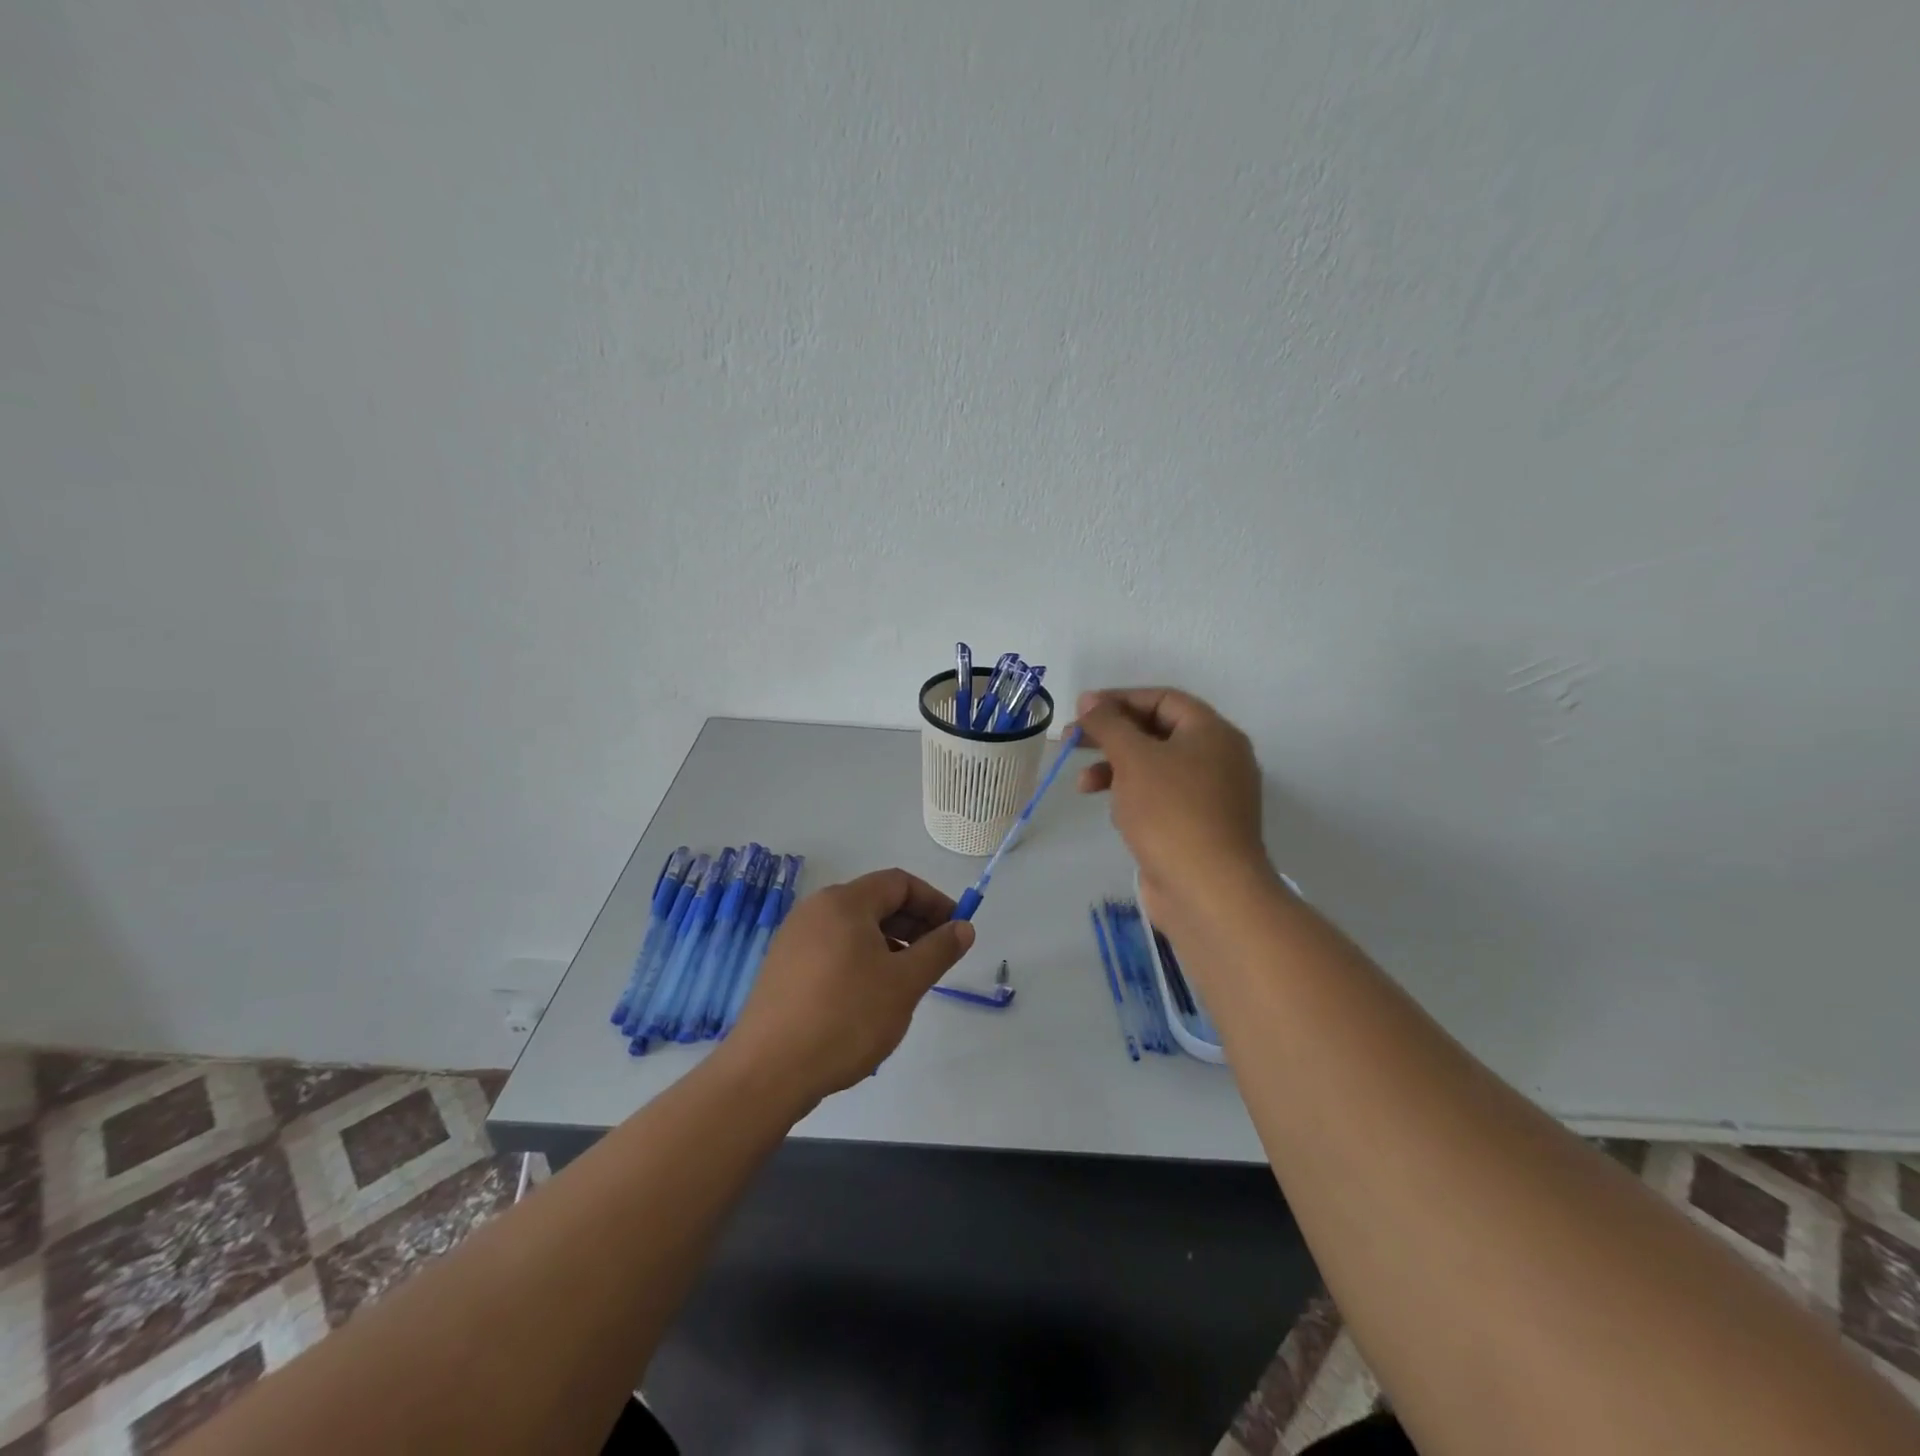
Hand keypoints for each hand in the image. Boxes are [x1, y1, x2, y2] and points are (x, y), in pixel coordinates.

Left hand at [726, 869, 975, 1106]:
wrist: (768, 1071)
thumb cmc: (846, 1018)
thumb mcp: (904, 983)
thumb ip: (939, 950)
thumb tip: (964, 927)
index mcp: (844, 902)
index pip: (899, 882)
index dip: (934, 902)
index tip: (956, 931)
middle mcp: (815, 910)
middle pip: (875, 901)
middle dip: (913, 924)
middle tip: (937, 958)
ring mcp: (794, 938)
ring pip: (854, 928)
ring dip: (889, 944)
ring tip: (906, 981)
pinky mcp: (783, 967)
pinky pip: (833, 949)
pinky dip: (861, 959)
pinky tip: (869, 997)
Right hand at [1074, 687, 1274, 937]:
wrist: (1208, 891)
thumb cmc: (1171, 812)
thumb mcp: (1134, 758)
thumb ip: (1109, 724)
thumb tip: (1090, 700)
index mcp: (1213, 733)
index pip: (1163, 699)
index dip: (1120, 699)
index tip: (1082, 710)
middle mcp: (1218, 758)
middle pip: (1157, 732)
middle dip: (1112, 736)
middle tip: (1072, 741)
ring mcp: (1210, 796)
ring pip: (1155, 767)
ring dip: (1116, 769)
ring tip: (1083, 785)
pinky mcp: (1198, 827)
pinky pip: (1161, 798)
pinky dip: (1133, 796)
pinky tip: (1115, 812)